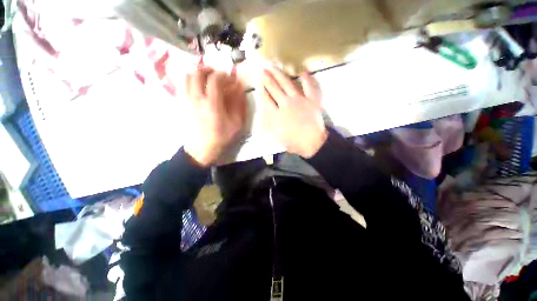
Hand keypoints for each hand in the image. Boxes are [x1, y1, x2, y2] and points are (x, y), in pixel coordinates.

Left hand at [184, 67, 246, 166]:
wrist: (202, 148)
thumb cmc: (221, 137)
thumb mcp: (237, 123)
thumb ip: (239, 104)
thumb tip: (239, 88)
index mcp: (212, 103)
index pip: (215, 79)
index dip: (223, 75)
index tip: (230, 79)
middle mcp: (196, 98)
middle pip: (197, 73)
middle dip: (208, 70)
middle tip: (217, 75)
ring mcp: (186, 100)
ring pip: (187, 77)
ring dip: (197, 74)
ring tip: (207, 79)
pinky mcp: (182, 104)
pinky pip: (182, 86)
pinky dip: (190, 81)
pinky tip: (198, 88)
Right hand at [262, 67, 327, 157]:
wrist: (312, 142)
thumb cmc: (294, 142)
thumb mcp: (277, 137)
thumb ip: (270, 124)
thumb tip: (266, 115)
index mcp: (276, 114)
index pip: (266, 99)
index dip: (262, 90)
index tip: (258, 82)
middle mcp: (286, 104)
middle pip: (274, 88)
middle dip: (267, 78)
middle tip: (263, 69)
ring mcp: (299, 100)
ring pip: (287, 84)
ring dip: (279, 74)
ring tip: (273, 66)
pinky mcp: (311, 100)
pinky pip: (309, 87)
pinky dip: (307, 79)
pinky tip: (303, 73)